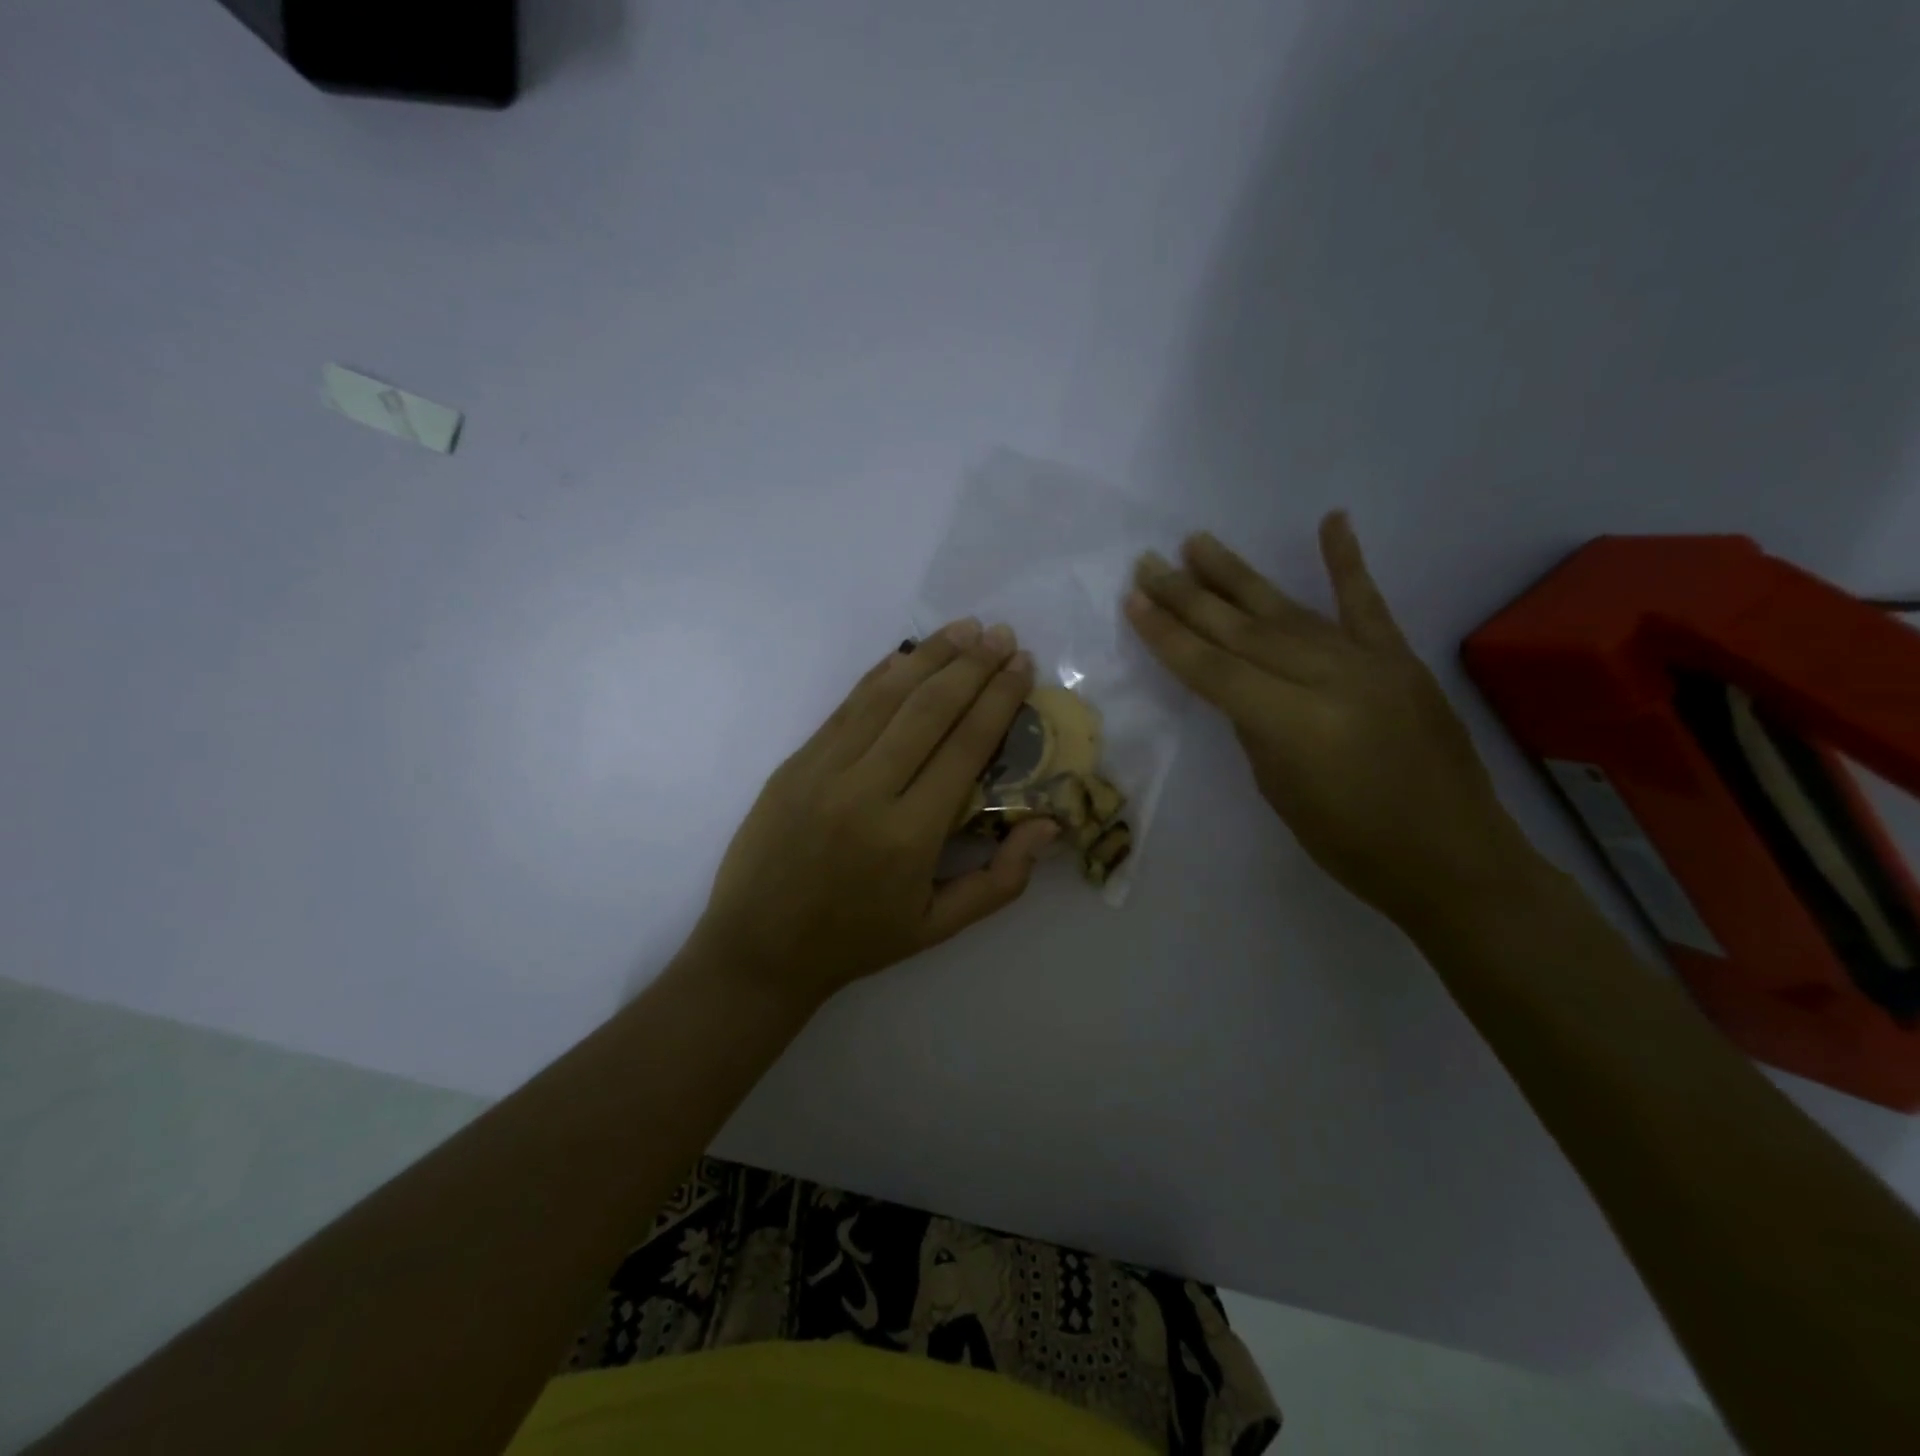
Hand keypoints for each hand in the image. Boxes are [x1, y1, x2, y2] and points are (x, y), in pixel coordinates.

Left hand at [694, 621, 1058, 1010]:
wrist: (758, 949)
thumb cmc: (856, 941)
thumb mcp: (938, 927)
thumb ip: (1001, 881)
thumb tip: (1048, 825)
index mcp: (909, 836)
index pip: (965, 747)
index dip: (999, 699)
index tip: (1023, 666)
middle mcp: (866, 791)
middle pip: (929, 710)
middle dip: (972, 666)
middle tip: (1003, 635)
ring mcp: (823, 771)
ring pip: (885, 697)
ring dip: (929, 657)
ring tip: (965, 628)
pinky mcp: (795, 763)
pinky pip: (845, 707)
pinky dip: (880, 675)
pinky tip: (906, 655)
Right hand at [1125, 513, 1528, 928]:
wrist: (1454, 856)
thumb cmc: (1352, 844)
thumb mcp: (1280, 791)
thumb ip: (1256, 727)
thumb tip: (1241, 685)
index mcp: (1292, 722)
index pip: (1213, 669)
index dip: (1168, 635)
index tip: (1133, 600)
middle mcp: (1328, 679)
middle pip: (1242, 630)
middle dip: (1189, 596)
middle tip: (1149, 563)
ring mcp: (1369, 662)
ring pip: (1287, 611)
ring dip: (1238, 576)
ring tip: (1198, 543)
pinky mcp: (1400, 658)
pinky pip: (1366, 604)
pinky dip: (1347, 561)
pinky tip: (1331, 520)